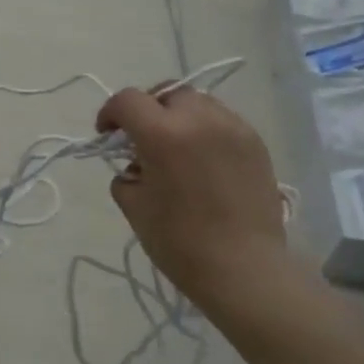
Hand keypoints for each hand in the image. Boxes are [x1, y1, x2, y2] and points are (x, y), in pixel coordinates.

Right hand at [96, 85, 289, 307]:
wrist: (244, 269)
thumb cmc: (180, 242)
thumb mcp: (134, 207)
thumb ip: (126, 175)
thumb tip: (135, 166)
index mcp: (162, 133)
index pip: (128, 100)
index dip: (110, 113)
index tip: (107, 134)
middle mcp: (199, 118)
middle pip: (165, 94)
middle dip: (148, 111)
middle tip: (143, 141)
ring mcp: (233, 127)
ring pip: (198, 103)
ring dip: (179, 117)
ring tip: (176, 149)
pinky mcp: (256, 142)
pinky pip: (222, 121)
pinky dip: (206, 131)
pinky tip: (204, 162)